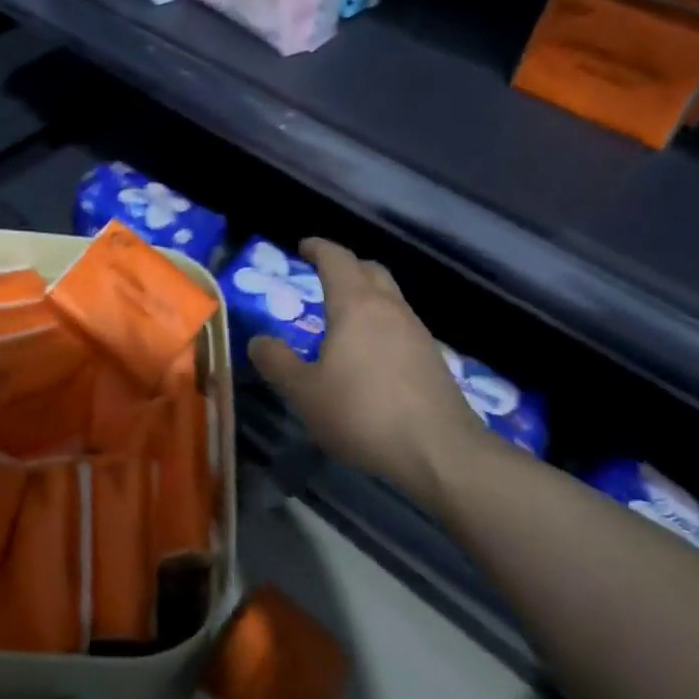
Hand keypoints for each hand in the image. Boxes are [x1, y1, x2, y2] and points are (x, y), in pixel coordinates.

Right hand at [247, 238, 490, 488]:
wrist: (440, 451)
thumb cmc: (362, 412)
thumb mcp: (305, 392)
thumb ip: (278, 362)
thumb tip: (259, 341)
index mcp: (355, 305)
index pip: (337, 259)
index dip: (318, 248)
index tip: (303, 246)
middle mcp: (390, 308)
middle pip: (370, 270)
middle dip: (346, 267)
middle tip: (323, 278)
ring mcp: (417, 332)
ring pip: (390, 298)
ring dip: (366, 297)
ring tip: (343, 320)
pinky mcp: (433, 359)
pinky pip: (401, 326)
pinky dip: (381, 326)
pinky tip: (370, 355)